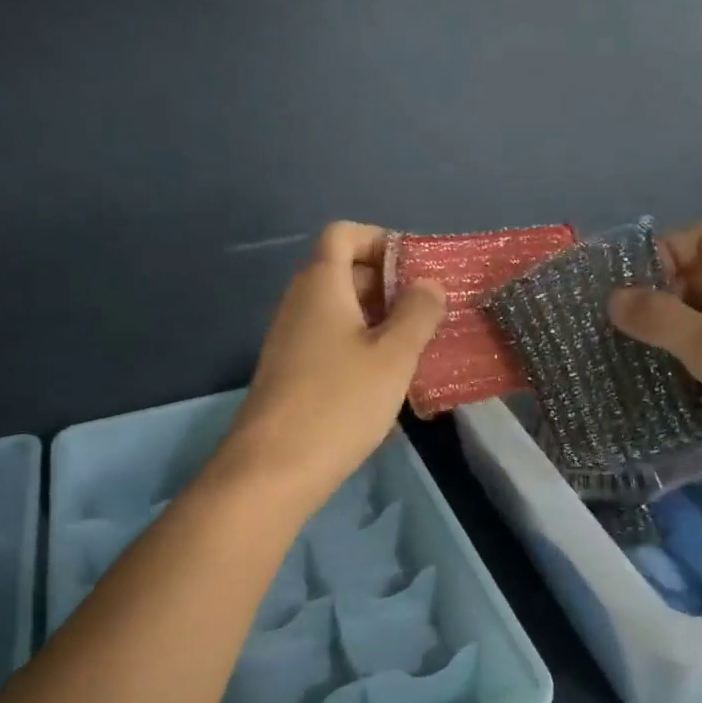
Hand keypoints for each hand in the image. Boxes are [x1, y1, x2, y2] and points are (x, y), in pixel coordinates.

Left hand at [217, 222, 445, 516]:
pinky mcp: (288, 371)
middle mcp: (299, 302)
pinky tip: (383, 378)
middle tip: (426, 311)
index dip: (380, 239)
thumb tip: (429, 284)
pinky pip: (328, 339)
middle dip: (386, 283)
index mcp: (321, 284)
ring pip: (337, 309)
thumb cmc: (339, 402)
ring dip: (376, 318)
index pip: (343, 233)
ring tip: (414, 346)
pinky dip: (358, 344)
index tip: (415, 268)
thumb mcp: (393, 356)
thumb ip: (417, 313)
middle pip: (342, 270)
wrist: (272, 469)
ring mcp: (289, 338)